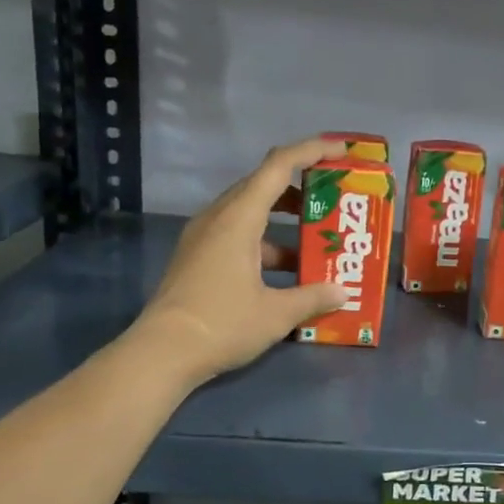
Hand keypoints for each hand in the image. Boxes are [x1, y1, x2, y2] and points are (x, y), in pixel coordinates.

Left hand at [135, 136, 351, 385]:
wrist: (160, 353)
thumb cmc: (221, 325)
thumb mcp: (276, 314)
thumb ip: (313, 298)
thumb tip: (343, 292)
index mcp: (238, 218)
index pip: (278, 165)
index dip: (312, 150)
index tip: (342, 150)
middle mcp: (218, 217)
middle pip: (263, 184)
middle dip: (301, 187)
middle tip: (334, 198)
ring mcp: (203, 237)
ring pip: (250, 212)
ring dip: (283, 220)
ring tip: (317, 239)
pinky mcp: (197, 257)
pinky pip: (237, 235)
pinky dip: (265, 243)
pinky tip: (287, 273)